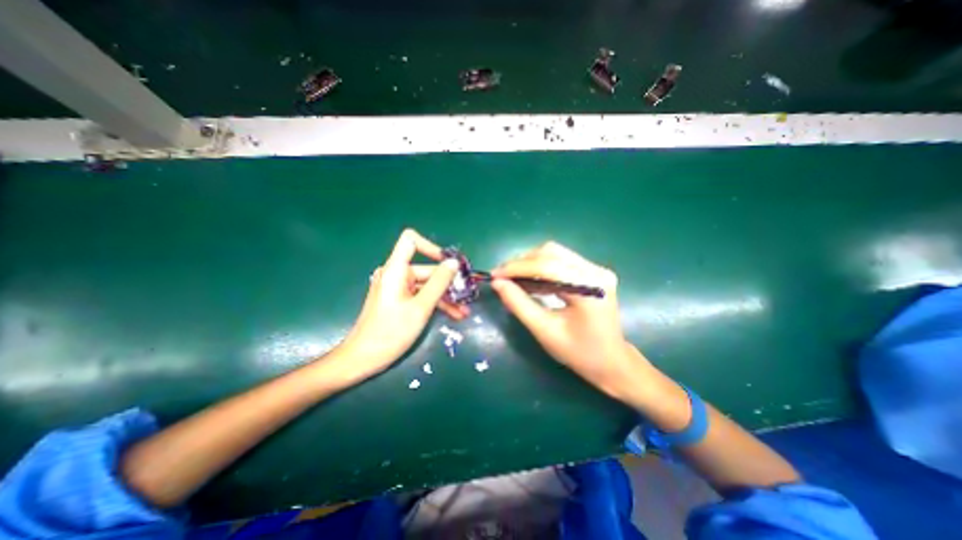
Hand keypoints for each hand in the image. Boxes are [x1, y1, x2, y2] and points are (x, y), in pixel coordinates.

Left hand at [335, 230, 463, 381]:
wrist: (363, 358)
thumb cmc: (390, 332)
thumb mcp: (420, 307)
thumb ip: (439, 283)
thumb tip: (454, 263)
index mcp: (396, 270)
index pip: (411, 241)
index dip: (431, 247)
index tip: (449, 264)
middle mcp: (397, 274)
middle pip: (427, 269)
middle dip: (449, 283)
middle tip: (467, 296)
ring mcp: (398, 288)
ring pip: (428, 285)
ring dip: (446, 297)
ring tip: (465, 311)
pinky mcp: (400, 300)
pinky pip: (422, 295)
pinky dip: (437, 303)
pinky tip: (455, 315)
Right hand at [490, 243, 653, 397]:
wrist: (611, 362)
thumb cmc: (578, 353)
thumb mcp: (544, 330)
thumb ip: (519, 304)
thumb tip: (497, 283)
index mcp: (590, 289)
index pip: (548, 266)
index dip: (517, 268)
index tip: (495, 274)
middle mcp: (597, 272)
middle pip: (551, 252)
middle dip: (522, 262)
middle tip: (502, 276)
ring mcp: (597, 270)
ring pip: (555, 253)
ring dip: (530, 262)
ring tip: (512, 277)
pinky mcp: (594, 272)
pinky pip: (561, 260)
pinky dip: (541, 266)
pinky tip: (529, 279)